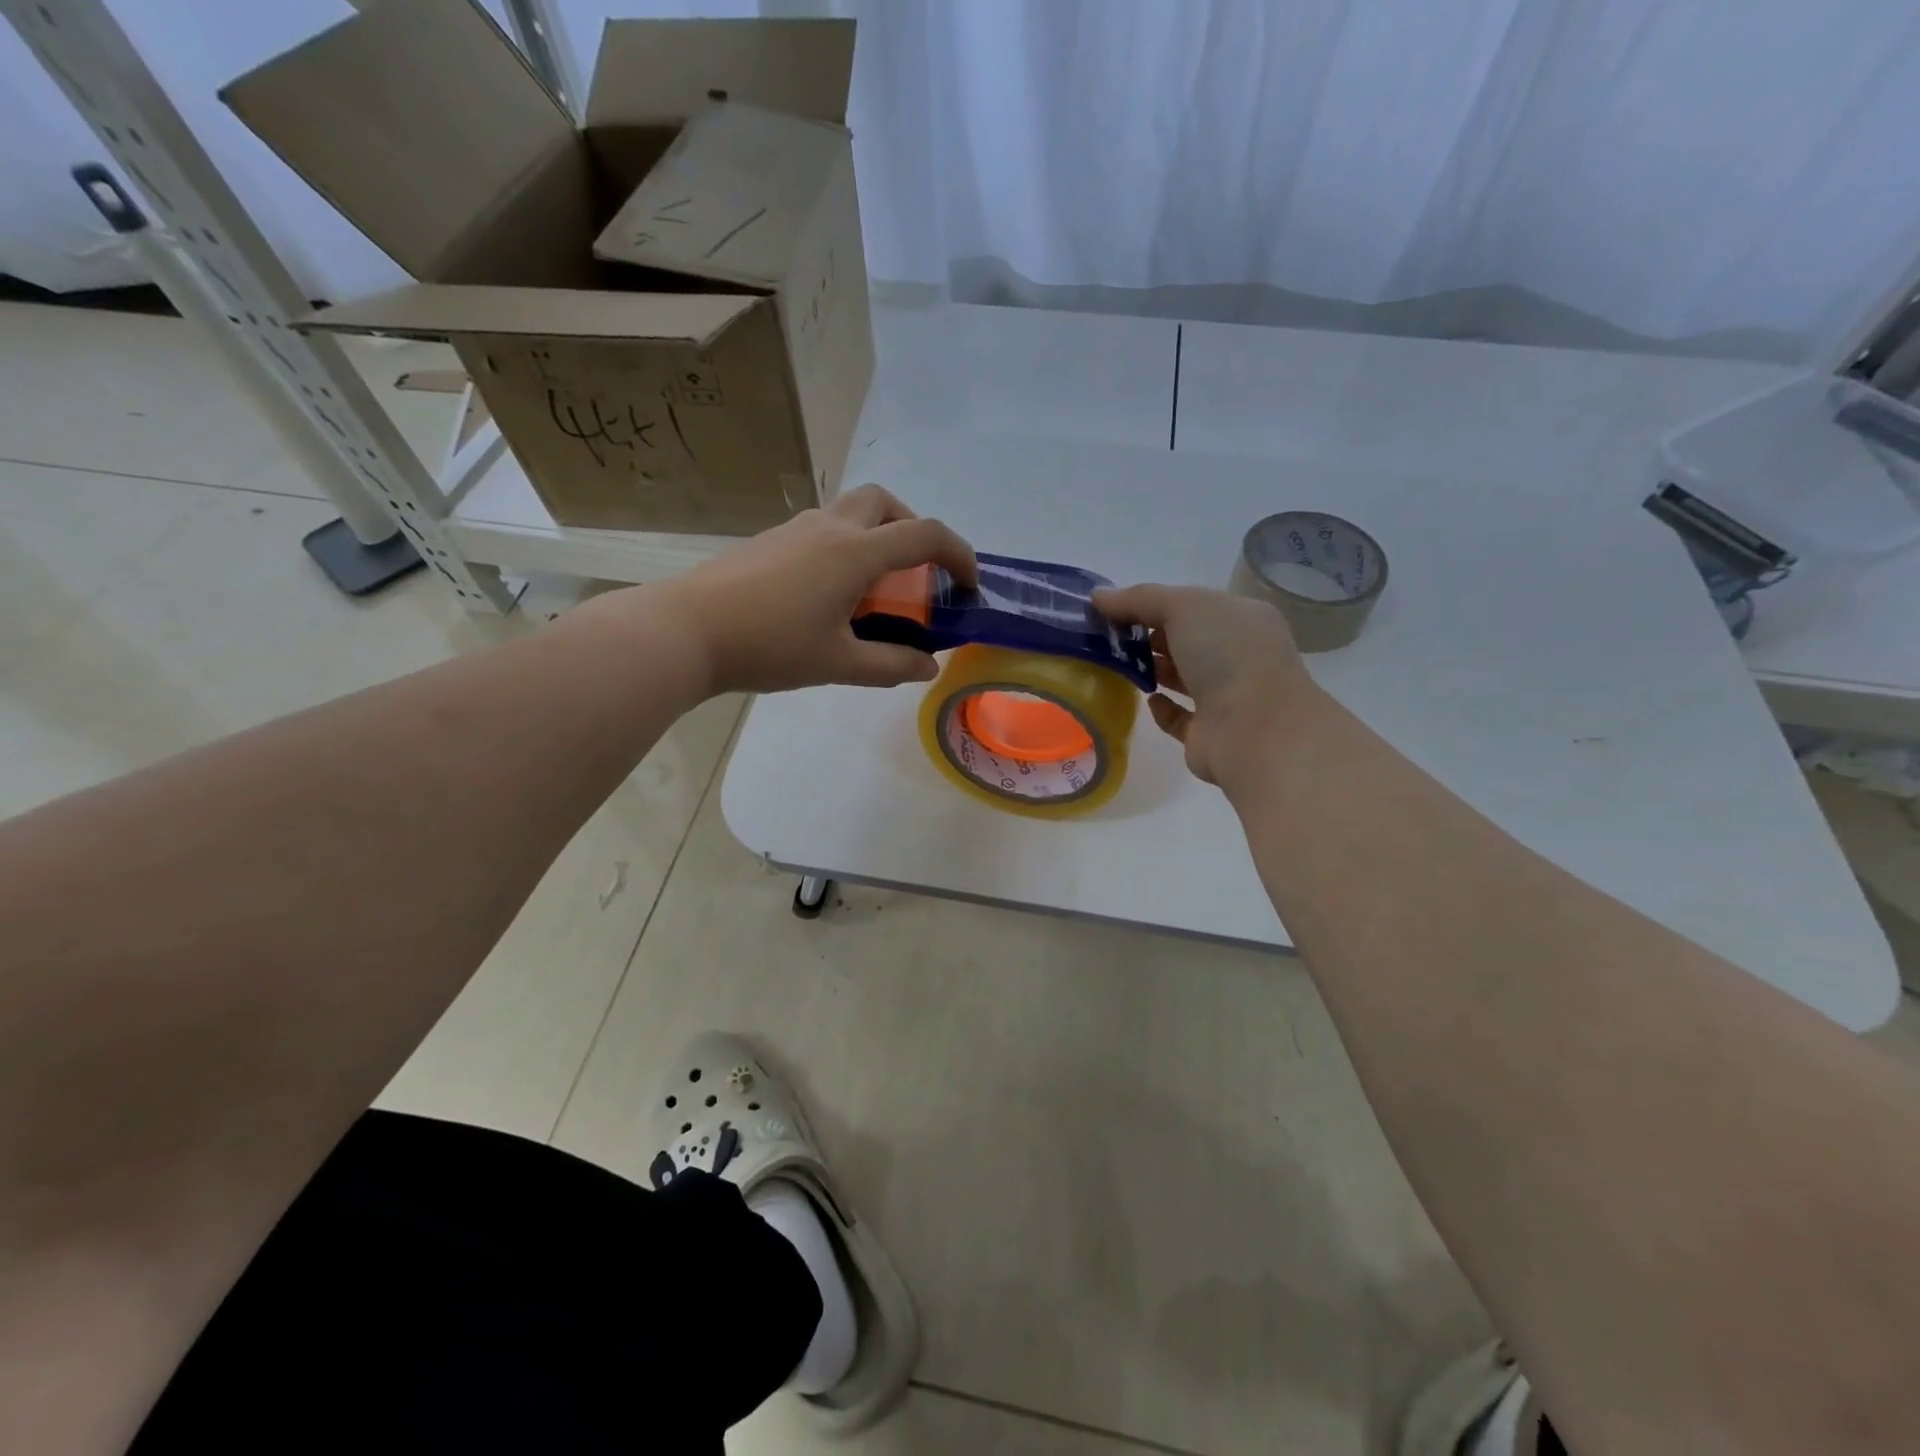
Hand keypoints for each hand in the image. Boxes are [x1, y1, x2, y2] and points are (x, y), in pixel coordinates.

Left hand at [654, 484, 977, 695]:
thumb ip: (890, 664)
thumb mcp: (838, 663)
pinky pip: (823, 528)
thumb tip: (927, 667)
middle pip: (885, 501)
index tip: (968, 584)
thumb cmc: (769, 646)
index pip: (924, 534)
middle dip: (912, 527)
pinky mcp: (769, 540)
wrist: (686, 630)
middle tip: (915, 571)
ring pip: (851, 511)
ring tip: (873, 588)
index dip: (958, 554)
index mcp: (855, 552)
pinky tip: (828, 593)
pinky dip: (845, 546)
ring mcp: (795, 528)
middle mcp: (829, 527)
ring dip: (876, 536)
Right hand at [1091, 583, 1314, 786]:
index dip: (1154, 604)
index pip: (1193, 605)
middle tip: (1107, 638)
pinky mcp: (1208, 733)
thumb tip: (1098, 596)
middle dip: (1149, 636)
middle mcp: (1238, 655)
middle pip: (1186, 640)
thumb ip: (1140, 599)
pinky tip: (1145, 700)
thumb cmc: (1228, 656)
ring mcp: (1226, 697)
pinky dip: (1161, 708)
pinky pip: (1179, 716)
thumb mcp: (1184, 607)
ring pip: (1183, 677)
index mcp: (1242, 619)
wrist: (1256, 733)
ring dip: (1153, 669)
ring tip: (1116, 666)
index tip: (1113, 609)